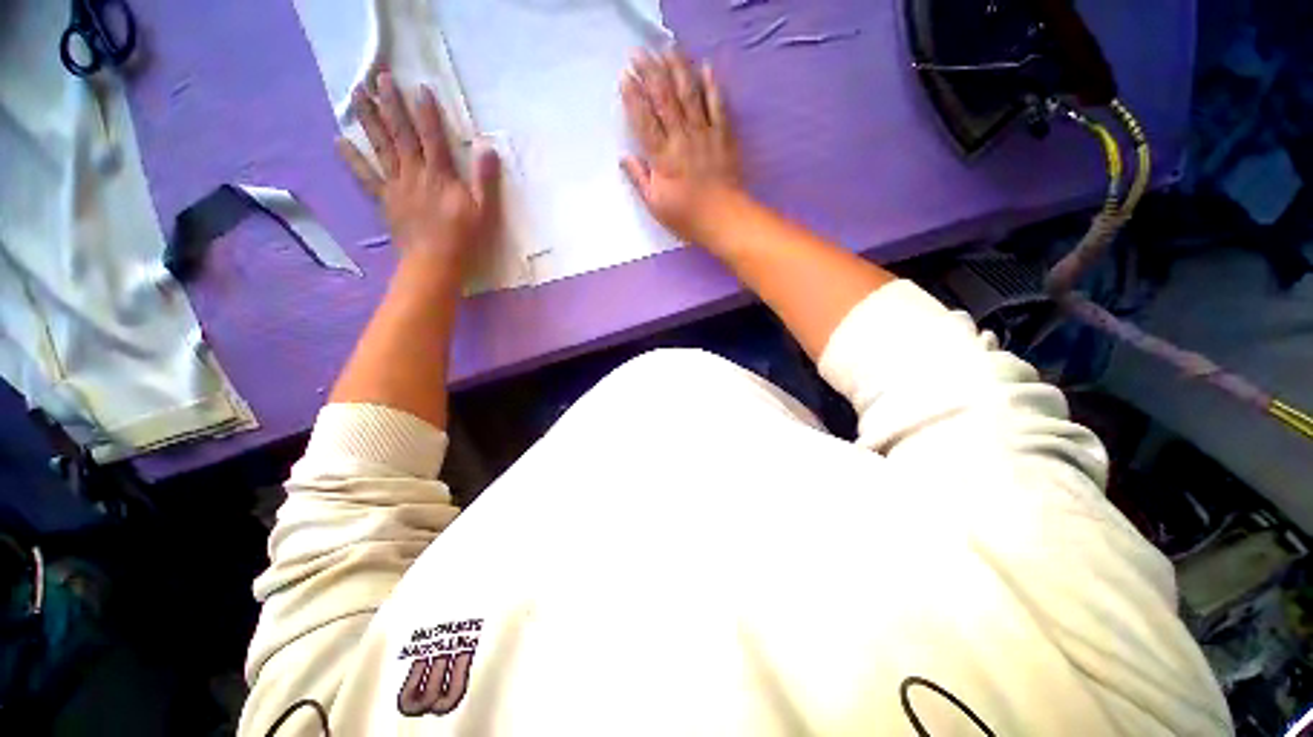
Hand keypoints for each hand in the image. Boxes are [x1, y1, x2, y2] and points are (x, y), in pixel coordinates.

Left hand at [337, 71, 501, 274]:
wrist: (435, 263)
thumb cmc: (465, 239)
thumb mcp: (485, 211)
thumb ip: (485, 180)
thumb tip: (488, 149)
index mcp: (441, 176)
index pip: (433, 137)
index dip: (427, 113)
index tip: (419, 87)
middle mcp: (415, 174)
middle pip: (402, 134)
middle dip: (391, 105)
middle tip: (379, 77)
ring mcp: (396, 185)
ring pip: (381, 147)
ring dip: (369, 119)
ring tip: (357, 94)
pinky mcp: (385, 200)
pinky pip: (365, 176)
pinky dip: (352, 159)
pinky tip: (339, 140)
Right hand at [621, 49, 742, 243]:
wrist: (723, 219)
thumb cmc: (686, 217)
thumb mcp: (656, 205)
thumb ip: (640, 179)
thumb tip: (624, 157)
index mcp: (662, 158)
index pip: (644, 121)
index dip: (633, 97)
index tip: (625, 77)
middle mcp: (681, 138)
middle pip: (664, 100)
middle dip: (650, 72)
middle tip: (640, 52)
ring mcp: (704, 134)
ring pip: (689, 95)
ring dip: (677, 69)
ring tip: (668, 49)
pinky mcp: (723, 135)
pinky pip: (717, 105)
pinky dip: (711, 86)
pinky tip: (705, 68)